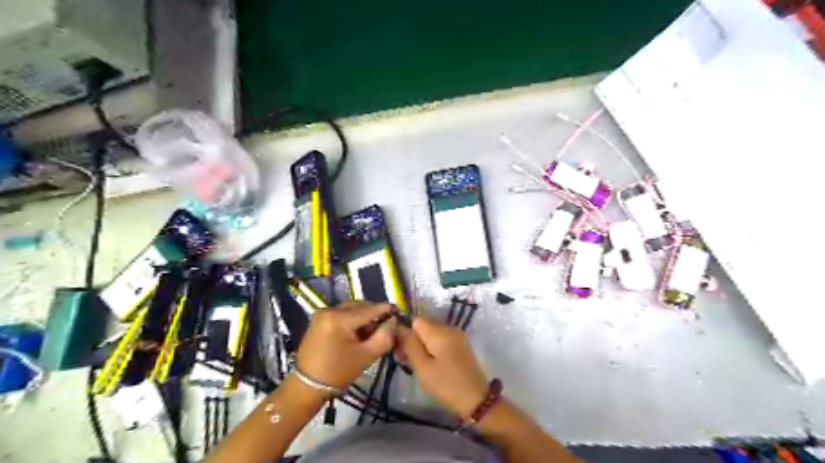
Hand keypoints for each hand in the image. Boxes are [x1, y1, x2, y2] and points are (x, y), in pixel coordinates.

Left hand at [296, 301, 396, 390]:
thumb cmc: (338, 372)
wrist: (307, 385)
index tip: (399, 311)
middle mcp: (330, 309)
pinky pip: (341, 312)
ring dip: (363, 317)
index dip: (386, 310)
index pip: (370, 309)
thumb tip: (393, 321)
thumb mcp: (367, 356)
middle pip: (360, 306)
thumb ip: (384, 336)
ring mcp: (322, 312)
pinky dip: (351, 319)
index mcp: (340, 318)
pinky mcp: (318, 318)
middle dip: (373, 315)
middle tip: (383, 328)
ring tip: (369, 333)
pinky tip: (356, 333)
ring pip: (351, 308)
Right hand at [401, 316, 488, 417]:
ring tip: (419, 366)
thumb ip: (409, 344)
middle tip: (406, 362)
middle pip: (423, 326)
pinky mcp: (460, 345)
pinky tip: (431, 366)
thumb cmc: (446, 384)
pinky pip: (441, 341)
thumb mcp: (422, 367)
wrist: (477, 400)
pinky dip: (433, 350)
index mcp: (439, 331)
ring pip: (431, 334)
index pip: (415, 320)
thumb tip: (398, 327)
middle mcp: (449, 327)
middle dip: (413, 340)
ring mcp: (457, 336)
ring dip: (422, 346)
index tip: (400, 351)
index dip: (405, 332)